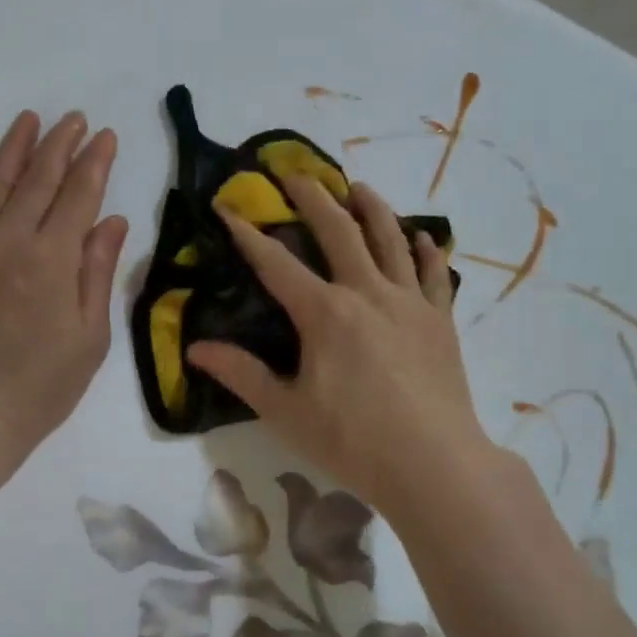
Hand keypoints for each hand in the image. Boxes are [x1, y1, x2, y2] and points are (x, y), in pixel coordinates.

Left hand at [0, 110, 127, 459]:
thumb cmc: (41, 386)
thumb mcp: (90, 337)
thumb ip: (98, 273)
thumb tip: (113, 221)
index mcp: (53, 259)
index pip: (79, 195)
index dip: (95, 163)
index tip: (105, 136)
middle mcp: (10, 239)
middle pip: (39, 180)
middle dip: (60, 145)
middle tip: (74, 119)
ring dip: (14, 148)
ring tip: (30, 119)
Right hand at [186, 174, 498, 513]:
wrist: (434, 464)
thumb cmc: (353, 441)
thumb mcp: (287, 411)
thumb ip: (242, 374)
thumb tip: (196, 349)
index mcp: (325, 313)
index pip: (277, 264)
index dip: (248, 234)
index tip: (229, 207)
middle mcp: (367, 293)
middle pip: (339, 232)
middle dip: (313, 198)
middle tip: (295, 173)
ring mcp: (409, 303)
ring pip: (390, 240)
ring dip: (373, 208)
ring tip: (359, 186)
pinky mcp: (441, 320)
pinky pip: (434, 275)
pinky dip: (425, 251)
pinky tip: (422, 237)